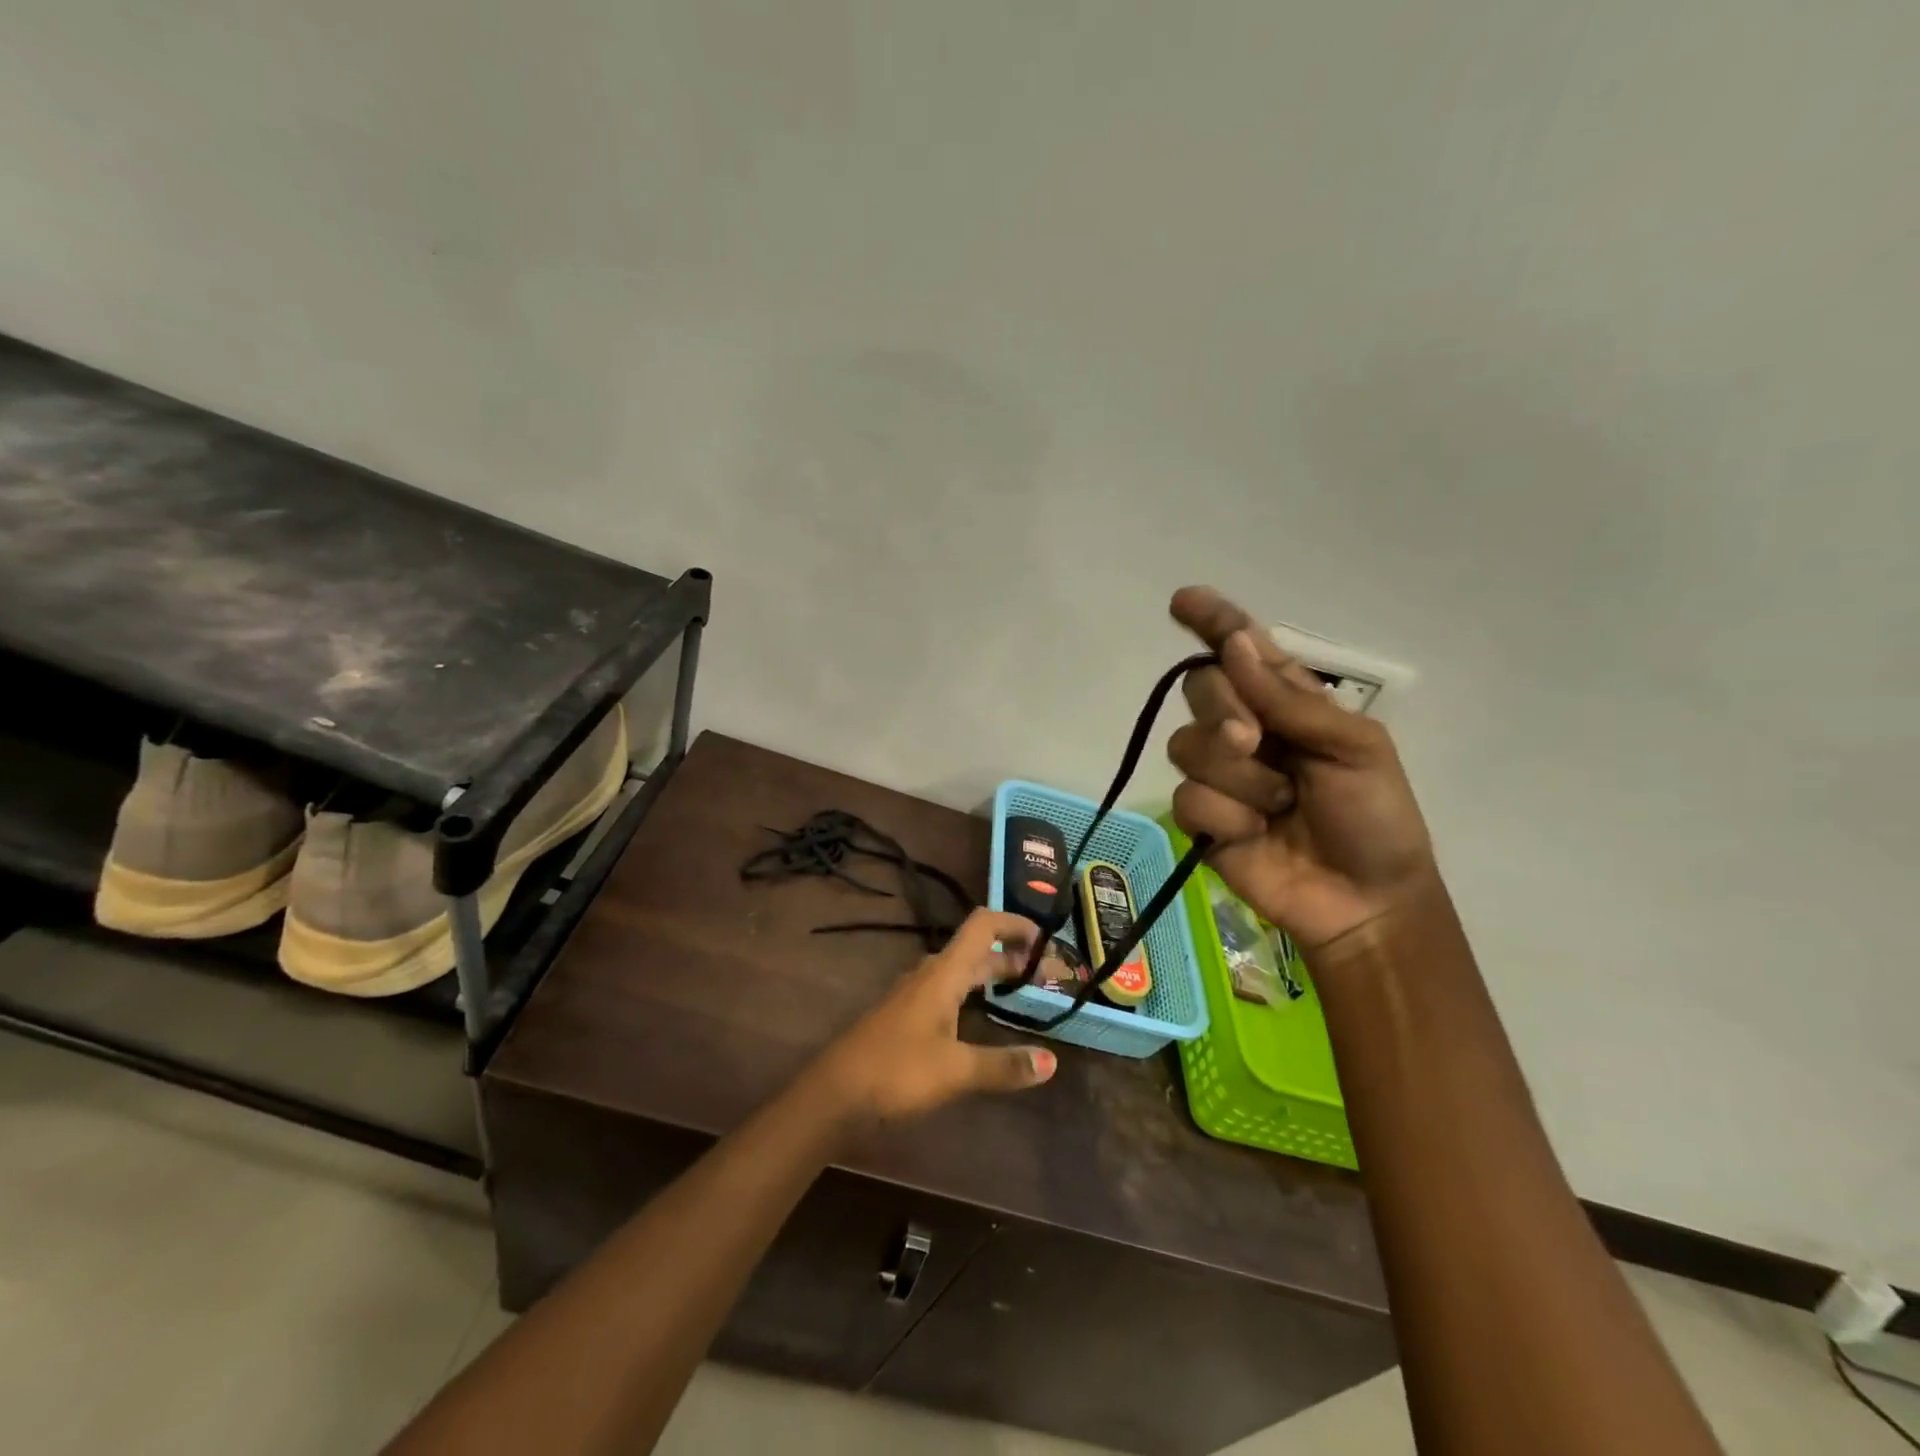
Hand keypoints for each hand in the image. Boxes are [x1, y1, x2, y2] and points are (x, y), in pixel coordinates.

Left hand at [811, 909, 1057, 1124]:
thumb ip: (1003, 1065)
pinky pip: (948, 991)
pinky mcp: (906, 1017)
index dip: (1014, 923)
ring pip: (960, 972)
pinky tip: (981, 1018)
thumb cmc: (896, 1070)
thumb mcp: (956, 1070)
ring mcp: (914, 995)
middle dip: (1011, 955)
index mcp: (943, 973)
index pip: (982, 925)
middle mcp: (929, 975)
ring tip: (1021, 991)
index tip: (1045, 939)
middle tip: (1045, 974)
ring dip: (991, 974)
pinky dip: (973, 994)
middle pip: (975, 950)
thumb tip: (1052, 1061)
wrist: (834, 1093)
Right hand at [1167, 586, 1436, 951]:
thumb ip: (1290, 701)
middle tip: (1257, 741)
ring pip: (1187, 746)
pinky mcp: (1201, 817)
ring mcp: (1219, 774)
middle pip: (1200, 689)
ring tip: (1280, 804)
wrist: (1365, 899)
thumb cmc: (1375, 817)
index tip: (1184, 600)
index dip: (1212, 622)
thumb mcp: (1354, 748)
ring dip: (1239, 778)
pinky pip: (1189, 798)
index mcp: (1285, 703)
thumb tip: (1234, 646)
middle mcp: (1243, 728)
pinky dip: (1226, 817)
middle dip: (1224, 711)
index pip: (1239, 650)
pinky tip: (1254, 834)